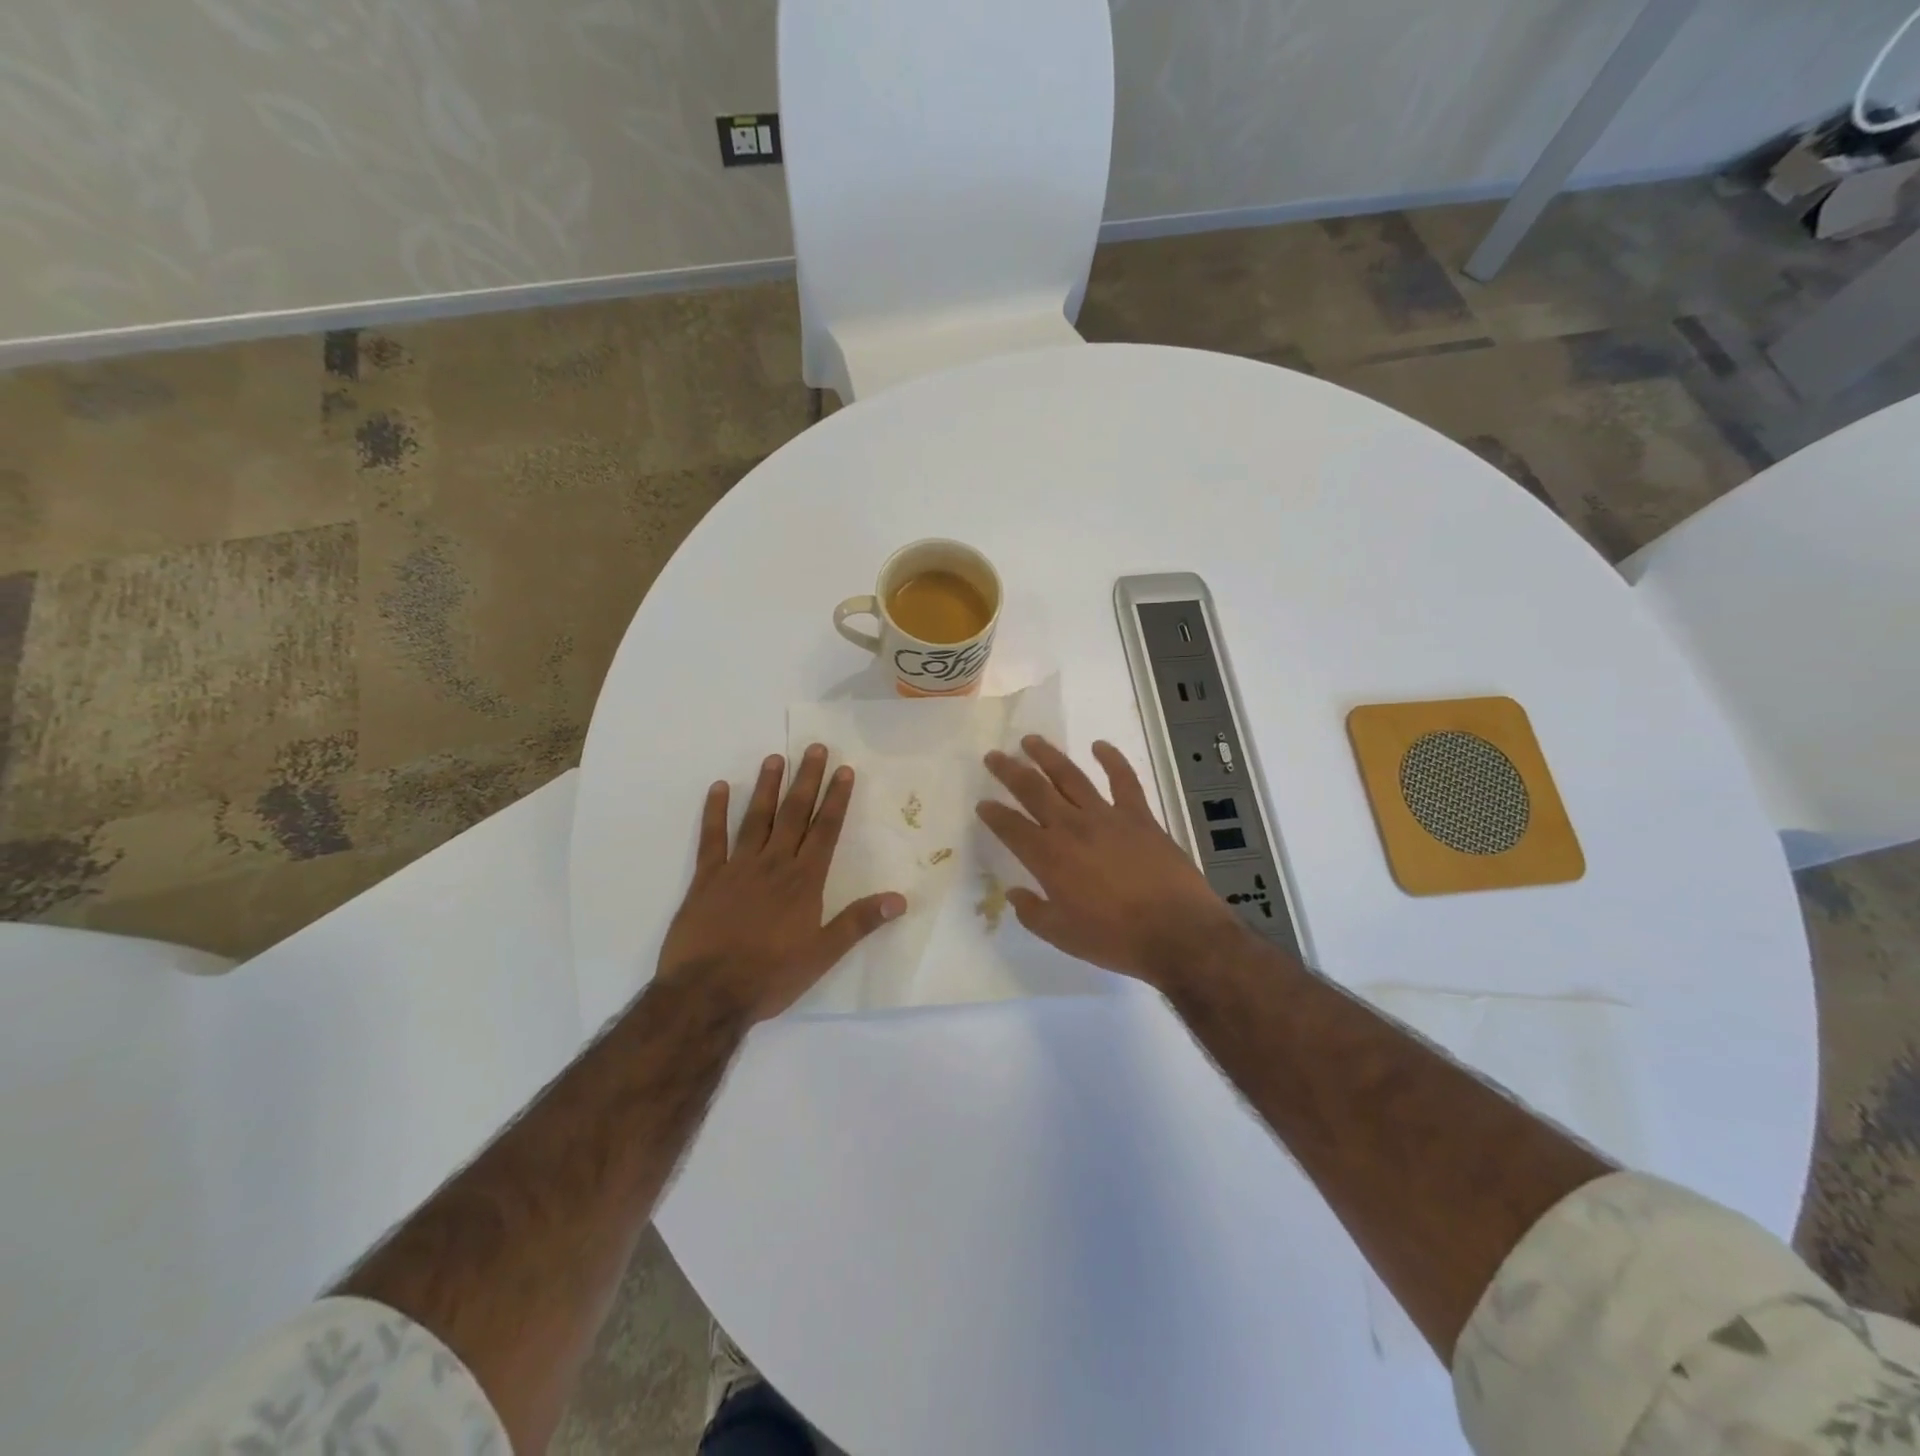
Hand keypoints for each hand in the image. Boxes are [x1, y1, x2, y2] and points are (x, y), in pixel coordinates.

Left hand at [658, 745, 905, 1021]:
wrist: (707, 994)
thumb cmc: (770, 976)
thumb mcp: (823, 954)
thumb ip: (859, 922)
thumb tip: (900, 899)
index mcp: (804, 881)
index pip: (825, 830)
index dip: (836, 798)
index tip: (844, 770)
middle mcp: (773, 864)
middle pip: (794, 814)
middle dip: (807, 780)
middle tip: (815, 748)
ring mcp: (737, 867)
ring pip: (756, 818)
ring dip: (767, 787)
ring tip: (775, 757)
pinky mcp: (706, 879)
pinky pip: (711, 838)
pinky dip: (715, 811)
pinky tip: (720, 788)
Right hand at [976, 736, 1245, 987]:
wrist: (1177, 932)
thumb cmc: (1115, 939)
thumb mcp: (1062, 935)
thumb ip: (1033, 912)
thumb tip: (1014, 893)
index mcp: (1048, 857)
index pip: (1011, 827)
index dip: (993, 814)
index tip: (982, 803)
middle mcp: (1071, 827)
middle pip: (1033, 790)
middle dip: (1009, 771)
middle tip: (994, 756)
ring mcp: (1107, 817)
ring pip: (1070, 777)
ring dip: (1048, 756)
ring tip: (1031, 741)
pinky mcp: (1139, 815)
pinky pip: (1123, 780)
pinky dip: (1112, 759)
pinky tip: (1100, 745)